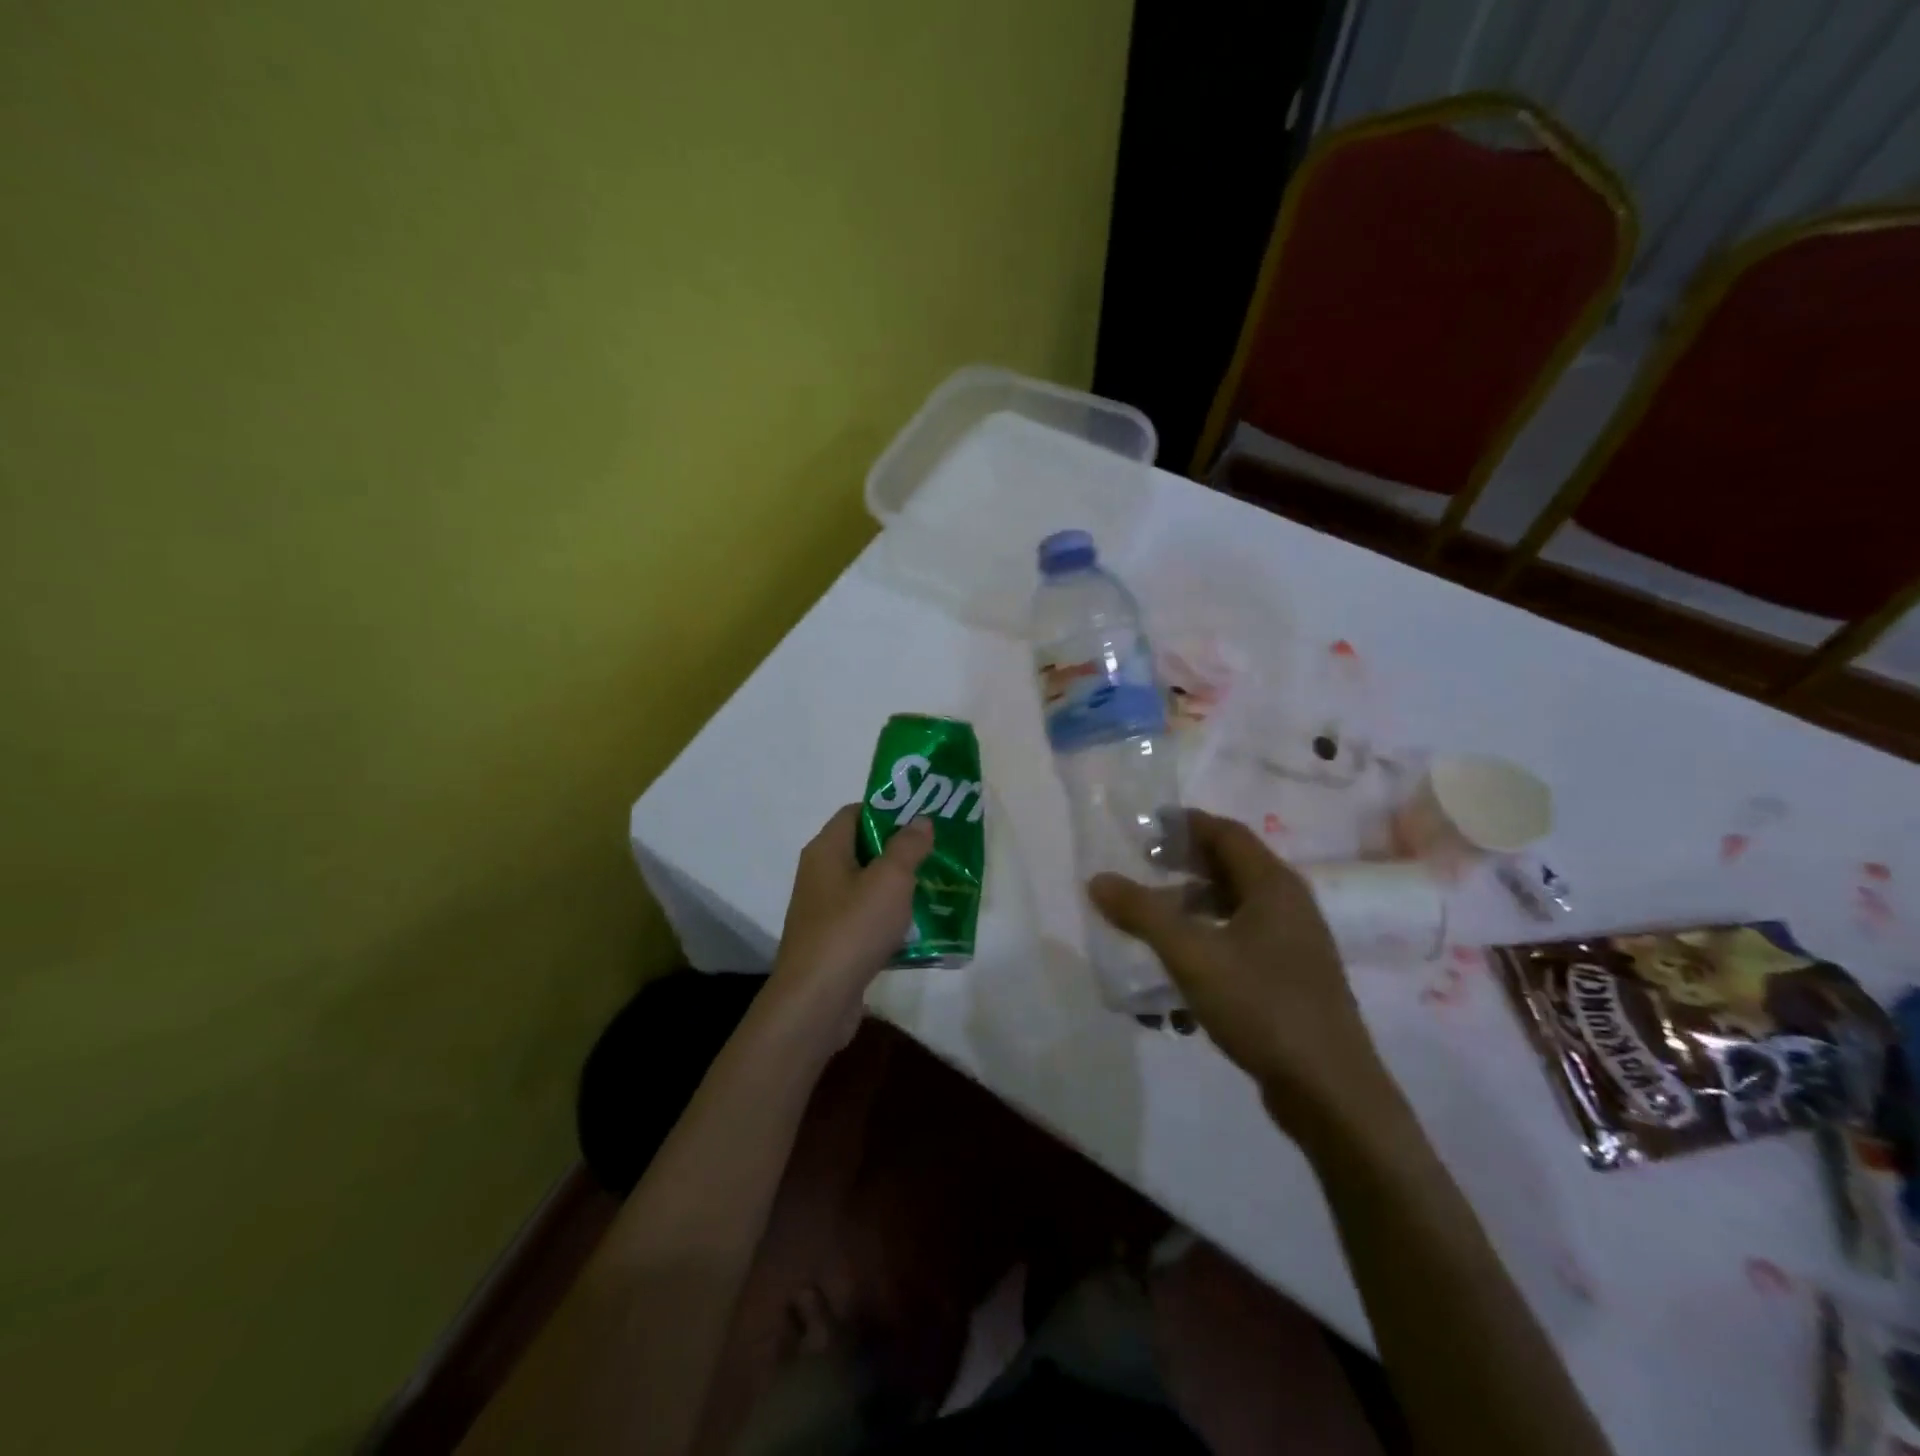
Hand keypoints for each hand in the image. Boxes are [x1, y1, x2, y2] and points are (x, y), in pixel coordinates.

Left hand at [771, 805, 932, 1022]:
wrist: (816, 1000)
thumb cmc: (853, 928)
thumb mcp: (890, 879)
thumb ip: (907, 846)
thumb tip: (920, 821)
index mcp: (826, 850)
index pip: (856, 812)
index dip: (889, 811)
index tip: (923, 819)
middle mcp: (819, 874)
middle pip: (862, 849)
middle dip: (900, 850)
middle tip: (936, 853)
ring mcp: (823, 910)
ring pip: (866, 886)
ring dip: (897, 888)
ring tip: (935, 888)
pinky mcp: (832, 942)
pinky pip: (865, 919)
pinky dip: (888, 919)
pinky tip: (917, 929)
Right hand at [1088, 811, 1402, 1137]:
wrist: (1331, 1092)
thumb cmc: (1262, 1006)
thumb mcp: (1192, 955)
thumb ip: (1143, 914)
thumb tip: (1097, 879)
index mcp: (1273, 886)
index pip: (1226, 833)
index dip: (1185, 825)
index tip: (1146, 828)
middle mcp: (1289, 906)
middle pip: (1232, 867)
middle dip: (1185, 864)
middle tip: (1144, 866)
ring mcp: (1294, 944)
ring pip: (1236, 908)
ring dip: (1194, 907)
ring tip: (1155, 921)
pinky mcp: (1292, 979)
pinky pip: (1243, 942)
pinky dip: (1209, 940)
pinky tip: (1183, 970)